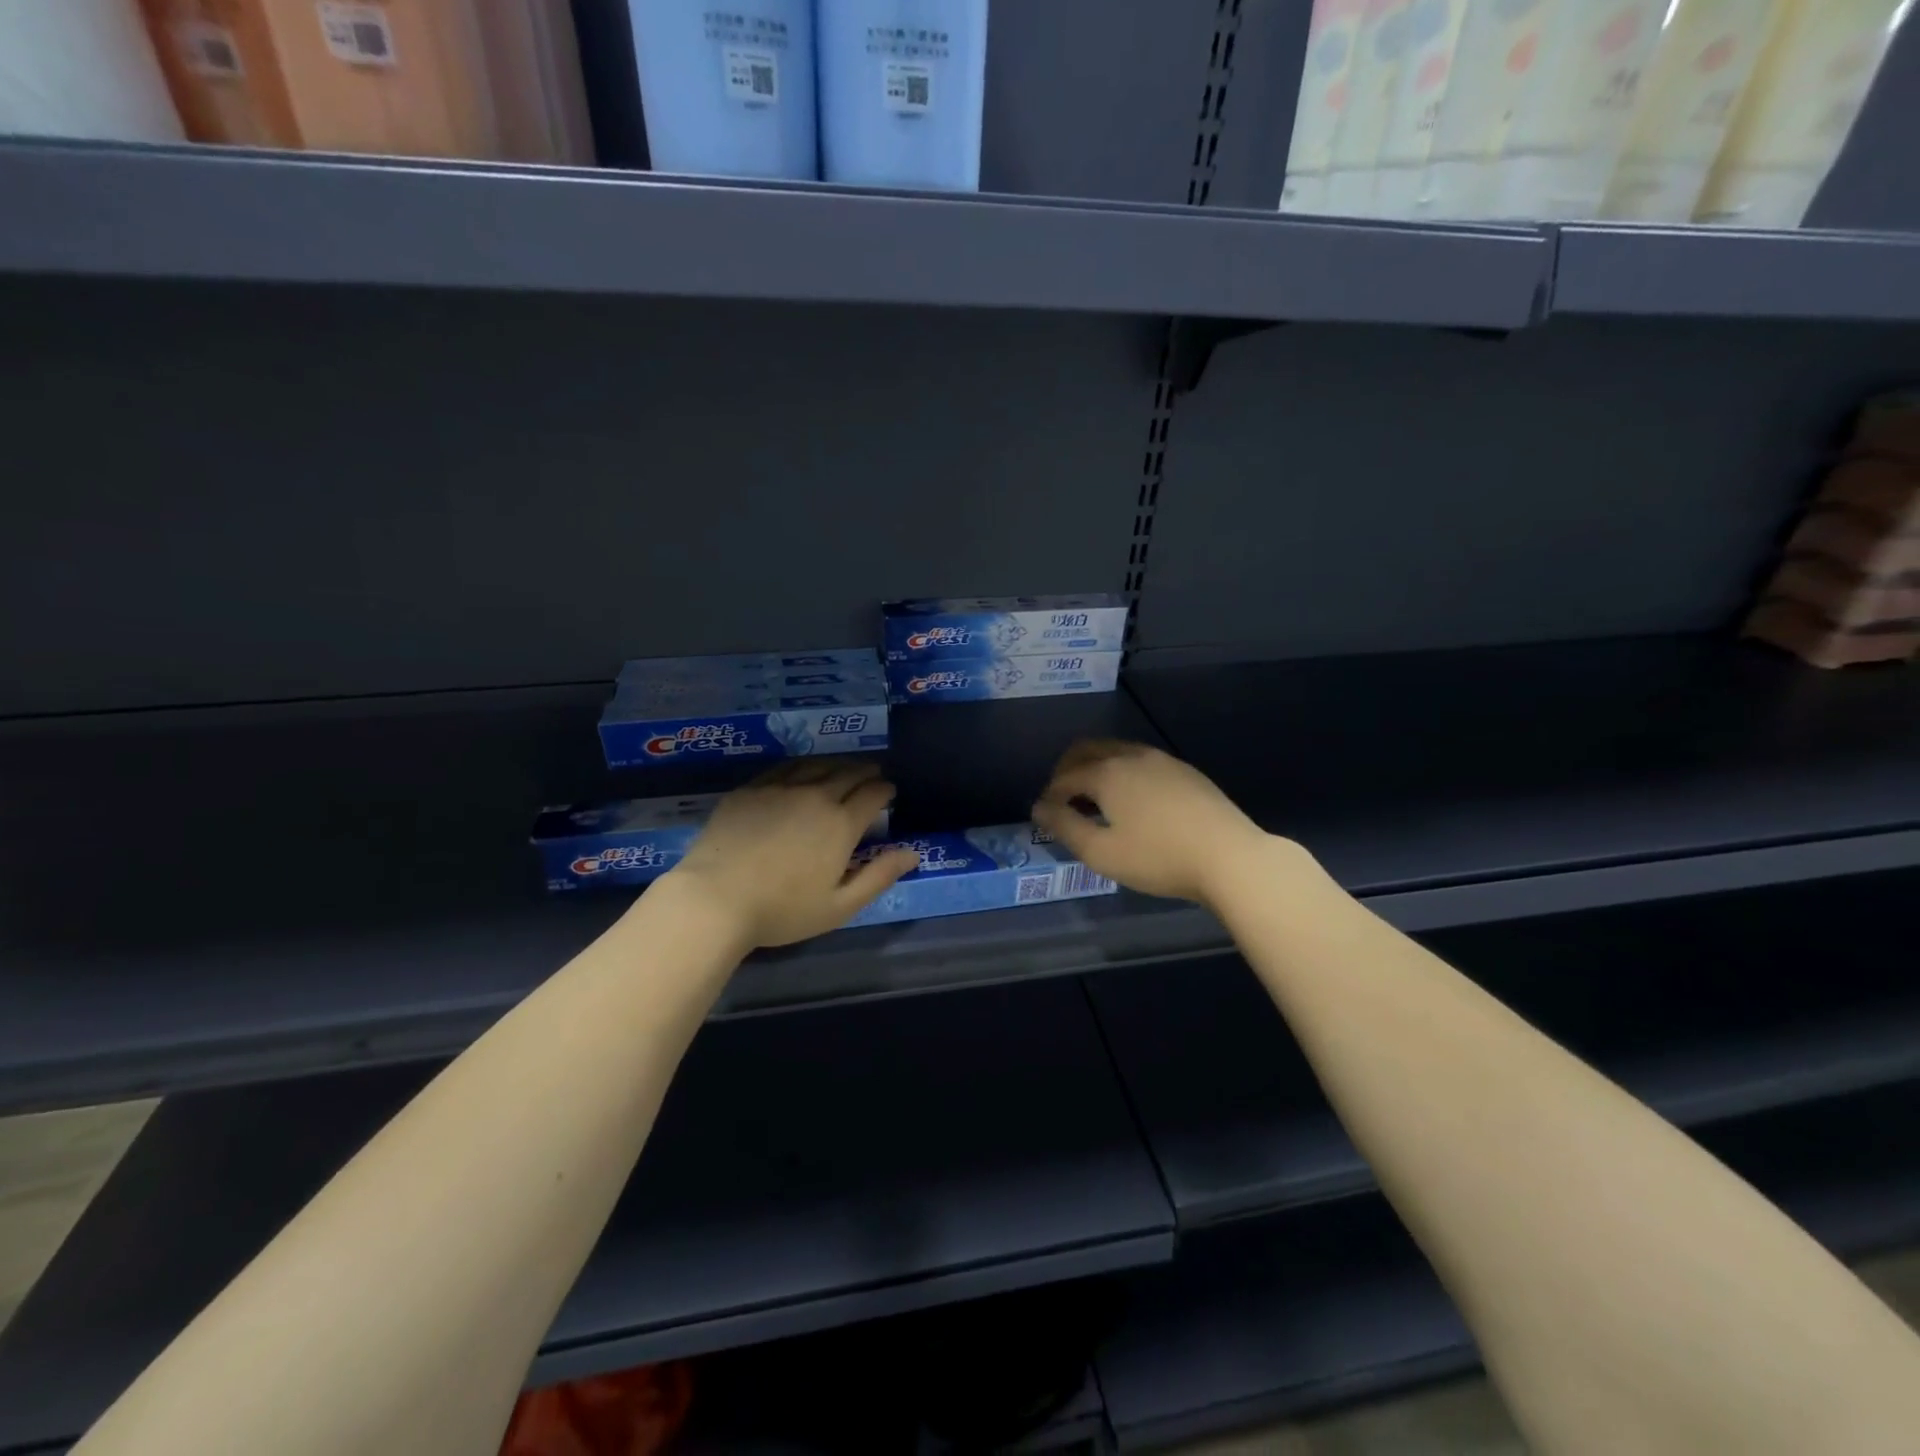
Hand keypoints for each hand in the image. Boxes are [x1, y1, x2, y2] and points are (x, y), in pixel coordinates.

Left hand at [666, 761, 920, 948]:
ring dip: (835, 765)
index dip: (885, 790)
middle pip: (848, 773)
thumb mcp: (840, 906)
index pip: (873, 794)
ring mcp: (779, 788)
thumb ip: (879, 876)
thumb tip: (913, 853)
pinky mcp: (750, 790)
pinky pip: (783, 769)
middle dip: (865, 771)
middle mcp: (815, 795)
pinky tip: (800, 773)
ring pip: (816, 765)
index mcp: (841, 823)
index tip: (889, 792)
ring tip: (842, 769)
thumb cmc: (782, 910)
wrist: (714, 898)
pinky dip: (802, 767)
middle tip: (872, 774)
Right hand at [1031, 740, 1274, 905]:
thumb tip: (1039, 807)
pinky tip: (1132, 800)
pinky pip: (1141, 761)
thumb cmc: (1159, 858)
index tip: (1045, 816)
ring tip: (1095, 800)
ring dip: (1096, 768)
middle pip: (1087, 750)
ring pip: (1116, 751)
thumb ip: (1065, 827)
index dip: (1050, 795)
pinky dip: (1122, 772)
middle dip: (1067, 770)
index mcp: (1107, 772)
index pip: (1065, 777)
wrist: (1230, 856)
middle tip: (1062, 798)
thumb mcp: (1102, 852)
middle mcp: (1131, 755)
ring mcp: (1162, 760)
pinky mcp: (1185, 771)